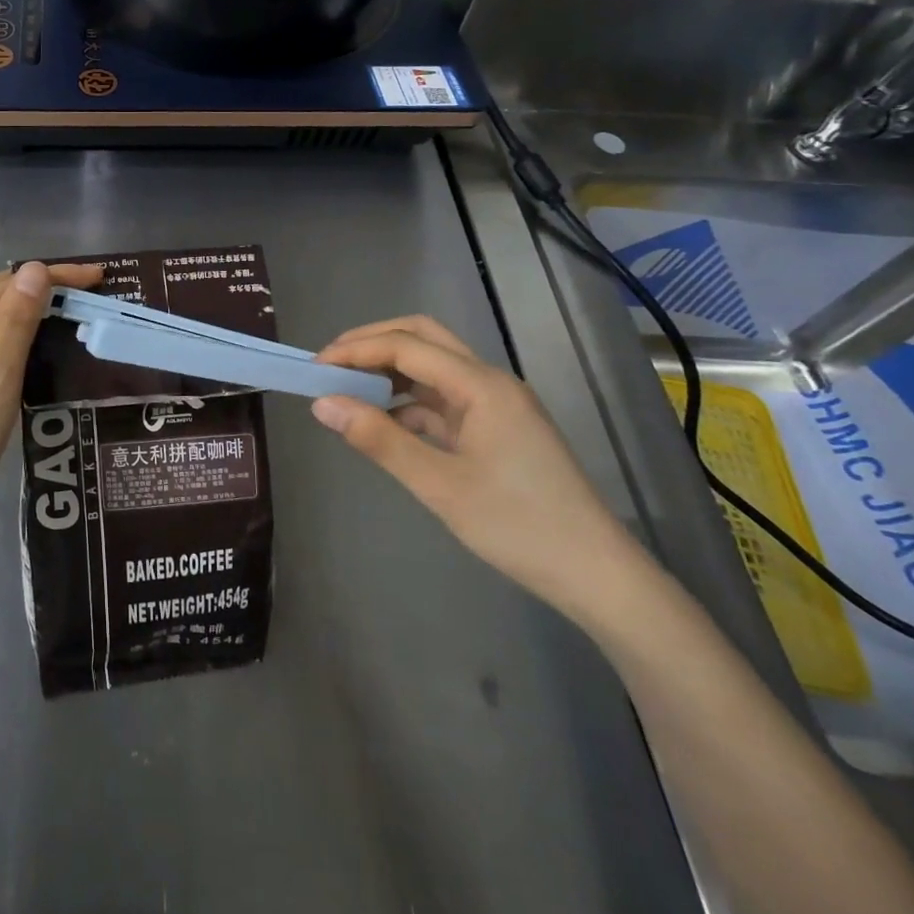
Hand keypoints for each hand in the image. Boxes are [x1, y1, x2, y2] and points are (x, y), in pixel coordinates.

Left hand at [0, 261, 102, 548]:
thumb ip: (16, 325)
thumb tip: (33, 269)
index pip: (6, 286)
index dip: (53, 277)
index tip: (98, 278)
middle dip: (35, 287)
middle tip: (83, 291)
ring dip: (20, 312)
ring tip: (61, 314)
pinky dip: (6, 340)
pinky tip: (25, 356)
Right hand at [312, 316, 645, 617]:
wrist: (597, 576)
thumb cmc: (519, 527)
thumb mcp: (439, 485)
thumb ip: (379, 439)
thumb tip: (322, 404)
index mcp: (481, 385)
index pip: (406, 345)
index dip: (356, 350)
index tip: (315, 367)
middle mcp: (490, 382)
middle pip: (423, 337)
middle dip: (373, 343)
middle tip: (331, 365)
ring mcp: (496, 404)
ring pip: (433, 366)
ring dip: (390, 370)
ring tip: (348, 391)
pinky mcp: (497, 428)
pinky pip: (443, 398)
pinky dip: (408, 401)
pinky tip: (385, 423)